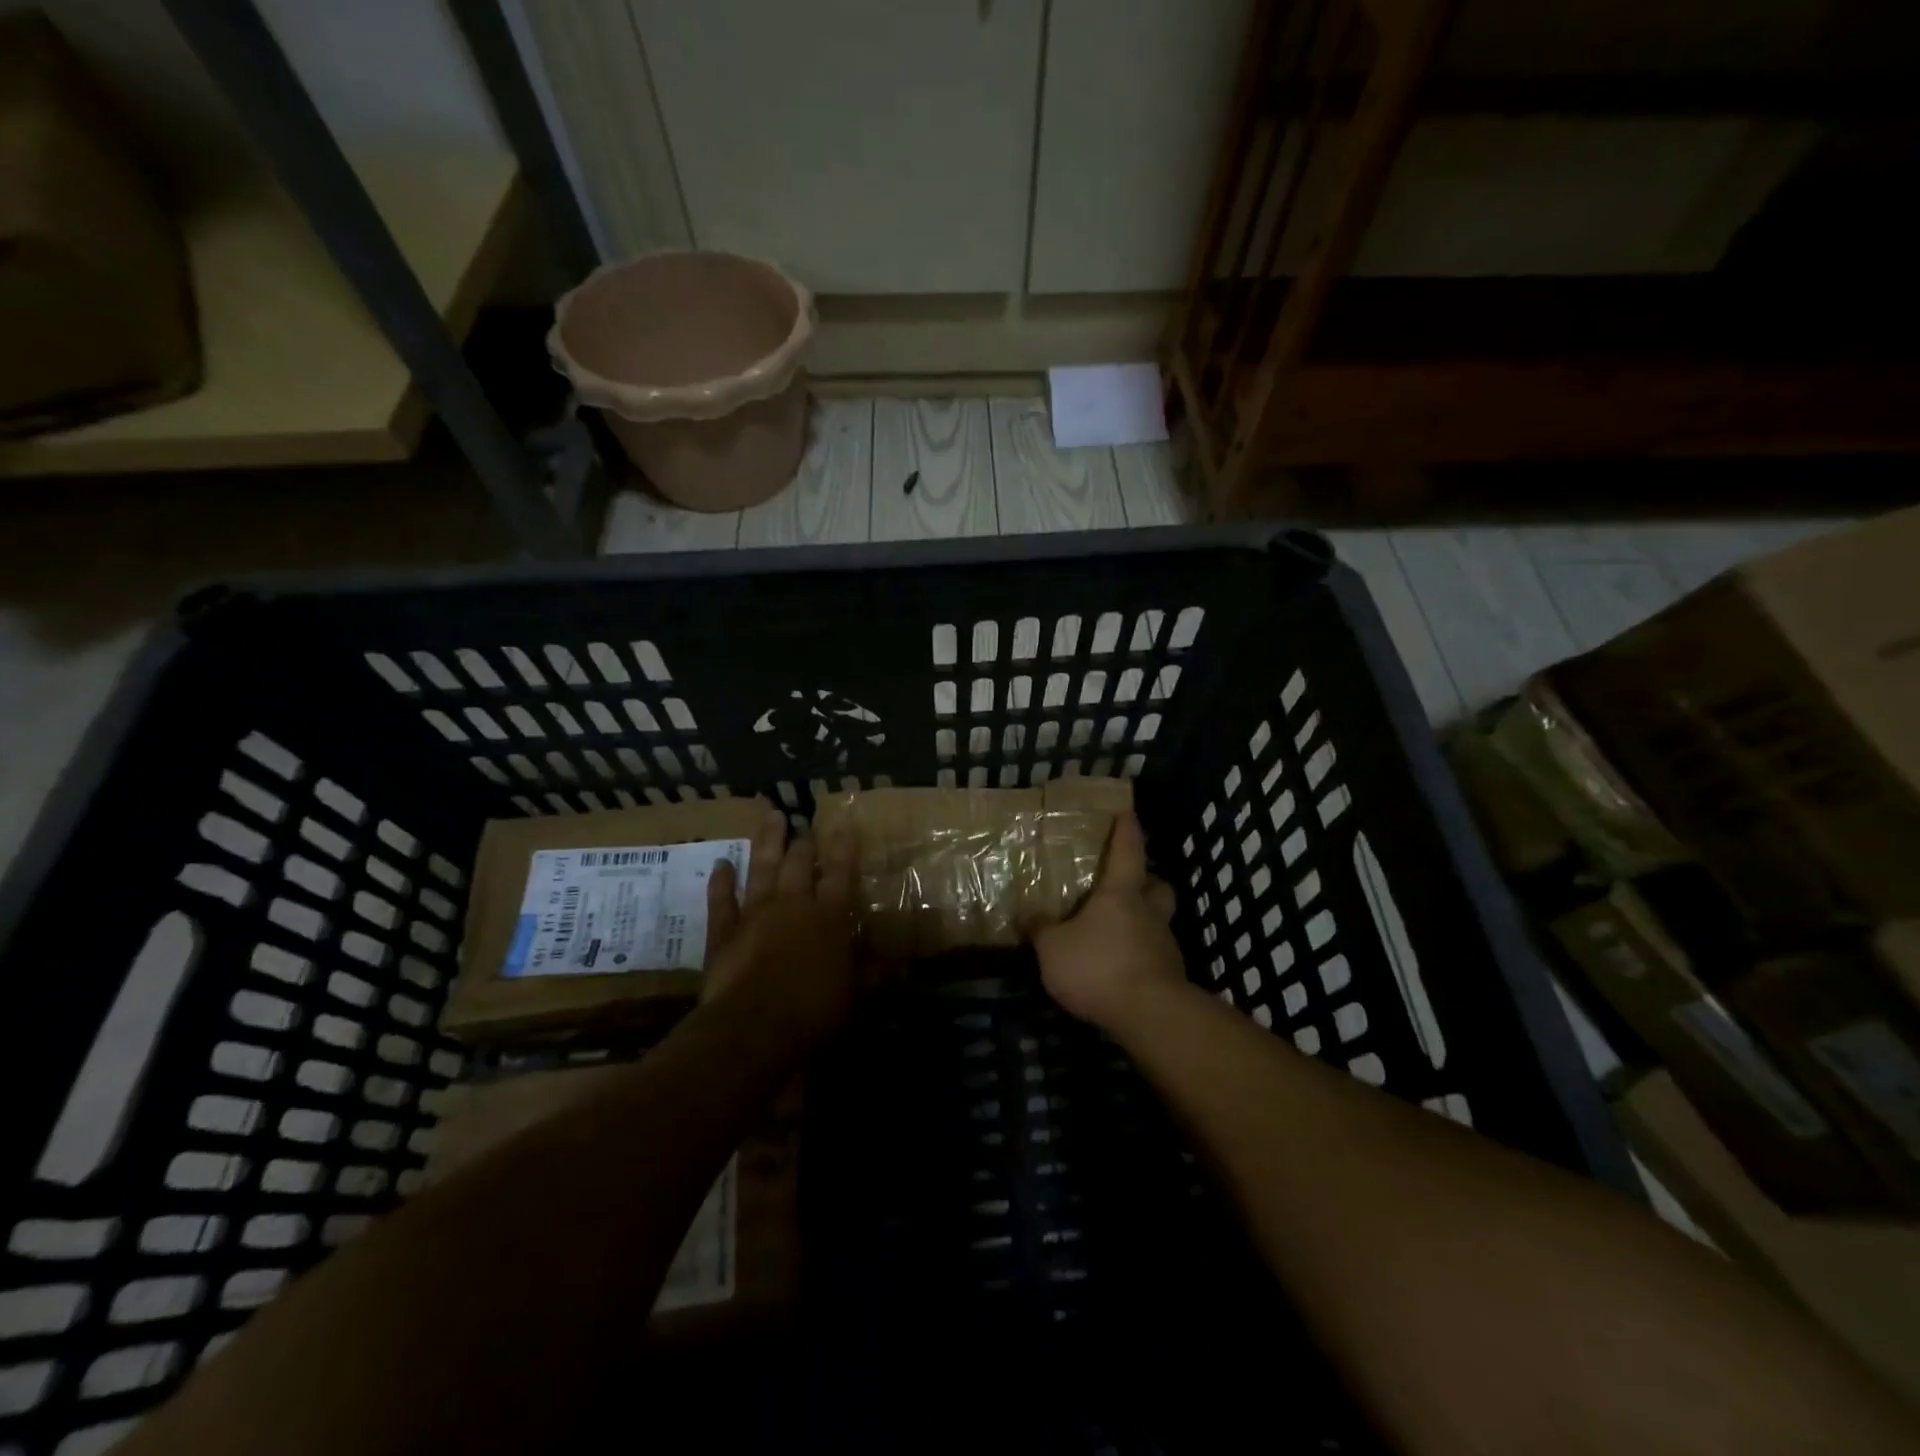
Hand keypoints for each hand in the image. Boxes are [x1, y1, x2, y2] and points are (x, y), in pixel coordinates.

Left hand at [703, 808, 862, 1040]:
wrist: (752, 1029)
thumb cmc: (812, 1012)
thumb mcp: (855, 997)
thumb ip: (875, 977)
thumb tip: (905, 968)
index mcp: (829, 918)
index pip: (840, 873)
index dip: (844, 847)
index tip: (844, 823)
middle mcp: (793, 906)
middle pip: (799, 864)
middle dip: (804, 843)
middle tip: (805, 825)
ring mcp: (755, 914)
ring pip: (762, 869)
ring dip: (767, 841)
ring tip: (772, 816)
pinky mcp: (724, 932)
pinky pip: (722, 900)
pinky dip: (721, 881)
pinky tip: (722, 863)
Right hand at [1034, 811, 1185, 1030]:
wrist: (1149, 1015)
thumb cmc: (1098, 966)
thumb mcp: (1053, 948)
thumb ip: (1041, 930)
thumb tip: (1027, 914)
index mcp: (1121, 893)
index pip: (1127, 851)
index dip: (1126, 830)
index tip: (1127, 812)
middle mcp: (1149, 912)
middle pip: (1158, 886)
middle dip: (1147, 880)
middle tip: (1129, 884)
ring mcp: (1164, 945)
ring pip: (1159, 921)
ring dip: (1143, 921)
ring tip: (1116, 933)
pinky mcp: (1171, 976)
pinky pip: (1155, 954)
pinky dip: (1140, 955)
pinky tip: (1120, 968)